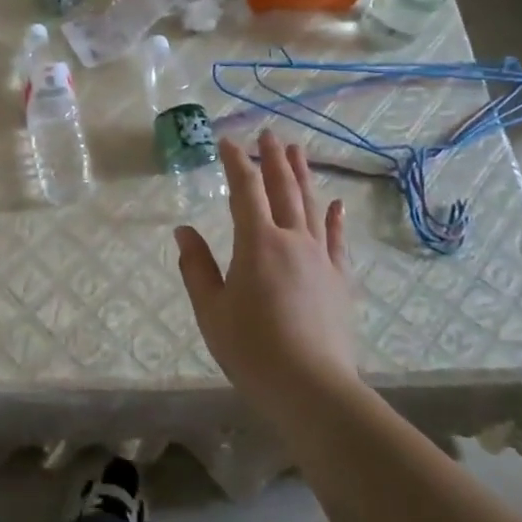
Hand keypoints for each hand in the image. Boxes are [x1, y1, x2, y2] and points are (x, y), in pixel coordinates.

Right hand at [175, 130, 360, 414]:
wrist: (312, 389)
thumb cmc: (252, 349)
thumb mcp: (211, 310)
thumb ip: (197, 267)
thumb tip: (183, 231)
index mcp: (257, 242)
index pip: (245, 190)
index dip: (236, 162)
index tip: (228, 141)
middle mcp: (292, 240)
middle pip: (283, 188)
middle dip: (274, 158)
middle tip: (270, 133)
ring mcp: (320, 258)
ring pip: (312, 206)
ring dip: (303, 175)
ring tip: (299, 150)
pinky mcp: (339, 279)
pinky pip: (337, 239)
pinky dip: (336, 218)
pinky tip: (336, 203)